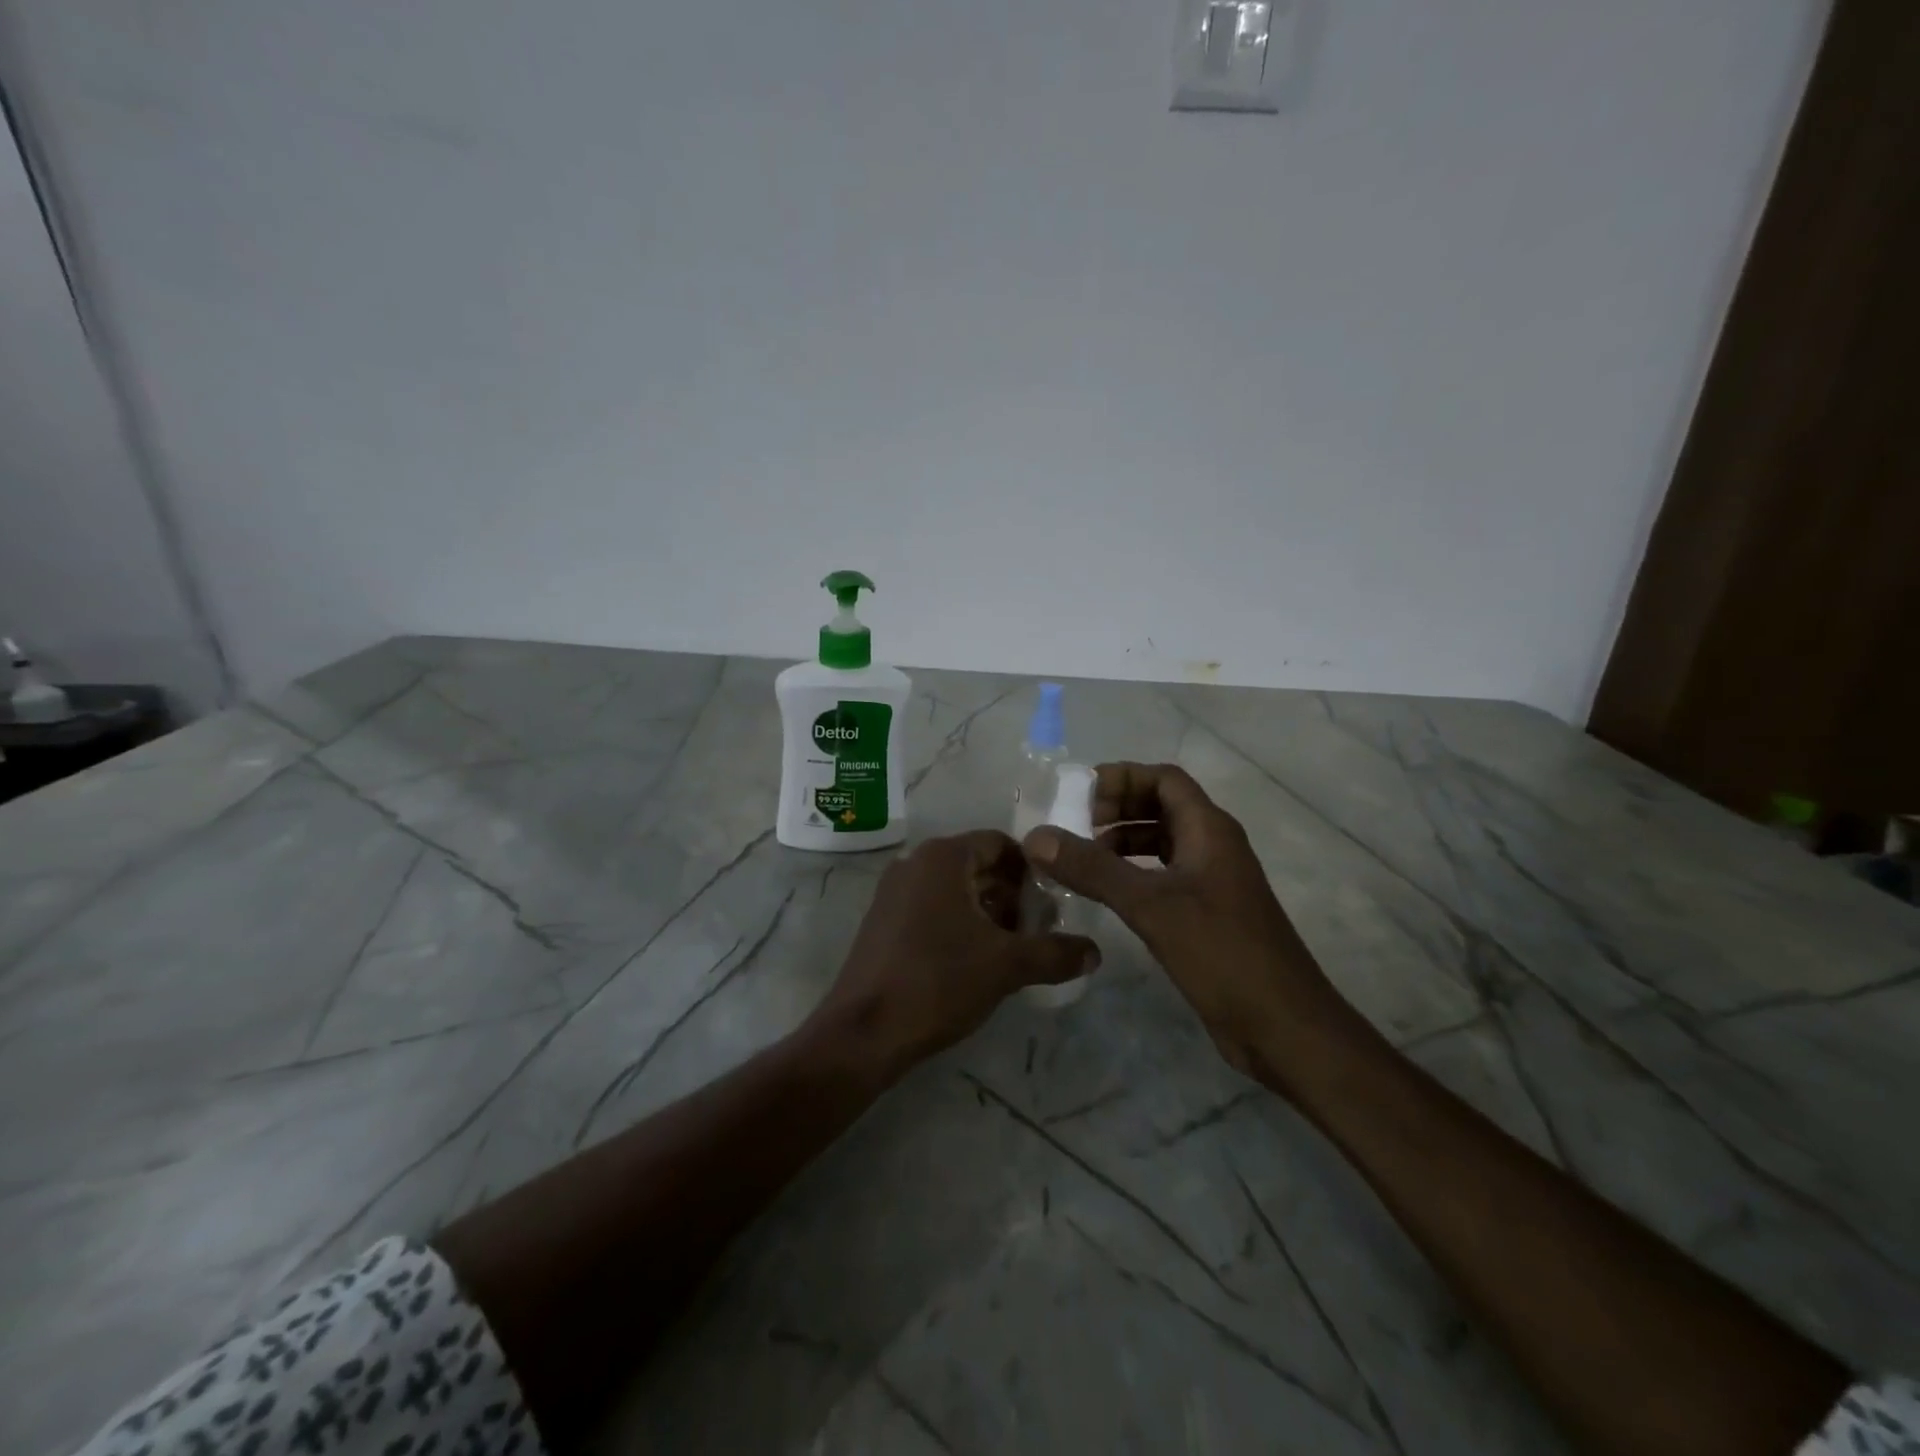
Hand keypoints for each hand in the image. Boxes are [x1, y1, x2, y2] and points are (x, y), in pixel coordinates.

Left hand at [809, 831, 1099, 1077]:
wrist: (864, 1032)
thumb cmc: (939, 982)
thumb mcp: (1007, 966)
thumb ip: (1056, 953)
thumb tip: (1096, 952)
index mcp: (943, 857)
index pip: (1001, 844)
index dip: (1032, 871)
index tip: (1053, 904)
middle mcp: (915, 863)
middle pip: (978, 865)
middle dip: (1012, 895)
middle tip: (1038, 931)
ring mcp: (894, 891)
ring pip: (956, 889)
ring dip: (988, 912)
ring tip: (1013, 950)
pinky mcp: (883, 920)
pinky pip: (933, 907)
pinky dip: (960, 923)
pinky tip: (976, 961)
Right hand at [1024, 763, 1342, 1081]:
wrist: (1284, 1026)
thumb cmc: (1222, 953)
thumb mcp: (1151, 905)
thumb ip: (1092, 869)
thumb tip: (1036, 837)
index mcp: (1209, 829)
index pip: (1164, 778)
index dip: (1122, 778)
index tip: (1079, 798)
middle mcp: (1213, 846)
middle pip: (1161, 806)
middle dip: (1117, 809)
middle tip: (1074, 829)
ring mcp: (1212, 882)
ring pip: (1161, 842)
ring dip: (1122, 842)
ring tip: (1081, 860)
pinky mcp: (1206, 915)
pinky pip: (1163, 877)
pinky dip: (1132, 874)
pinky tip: (1106, 895)